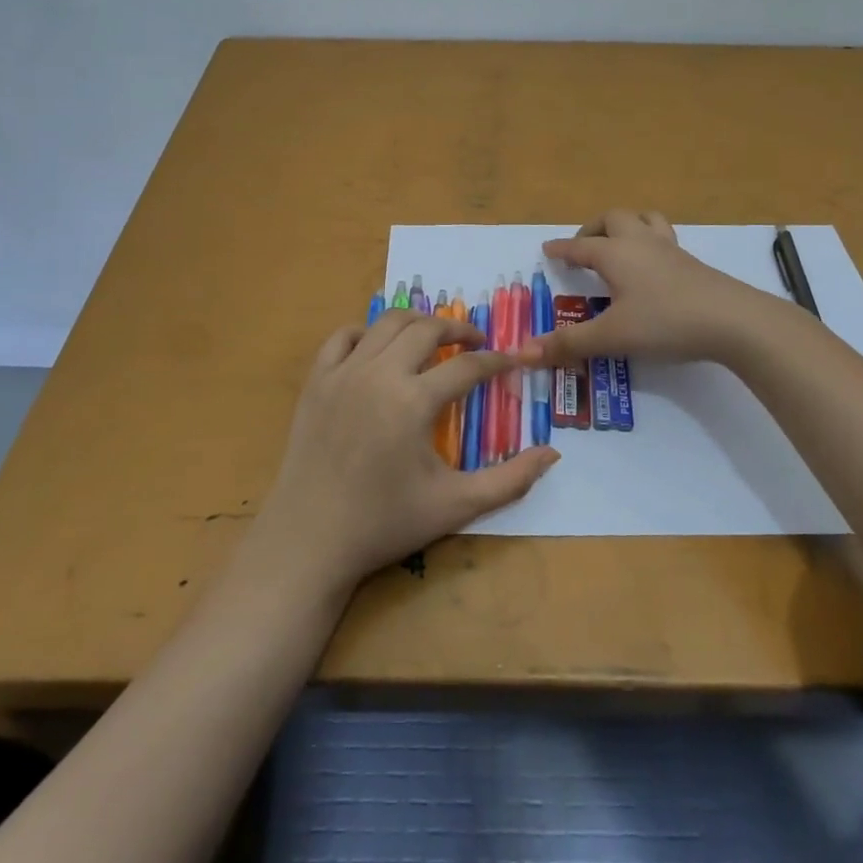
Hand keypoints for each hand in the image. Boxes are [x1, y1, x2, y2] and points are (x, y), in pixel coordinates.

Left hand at [255, 312, 559, 591]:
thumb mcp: (455, 506)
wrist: (310, 540)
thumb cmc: (385, 523)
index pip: (467, 366)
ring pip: (386, 323)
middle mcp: (379, 374)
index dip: (496, 361)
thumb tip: (553, 454)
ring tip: (433, 336)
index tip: (512, 361)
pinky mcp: (316, 380)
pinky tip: (378, 347)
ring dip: (416, 322)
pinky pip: (341, 336)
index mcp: (414, 401)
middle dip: (458, 329)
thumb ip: (509, 480)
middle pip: (427, 329)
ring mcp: (343, 372)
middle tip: (475, 342)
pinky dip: (365, 331)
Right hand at [519, 209, 767, 367]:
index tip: (547, 249)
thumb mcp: (611, 336)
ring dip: (627, 226)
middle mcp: (640, 243)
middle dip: (594, 229)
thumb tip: (521, 353)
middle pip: (614, 219)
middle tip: (584, 248)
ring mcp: (671, 250)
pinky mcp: (693, 263)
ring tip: (619, 245)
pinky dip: (650, 242)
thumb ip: (568, 344)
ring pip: (645, 220)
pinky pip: (665, 238)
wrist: (733, 320)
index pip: (580, 246)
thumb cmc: (665, 322)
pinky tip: (653, 267)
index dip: (561, 248)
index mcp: (615, 254)